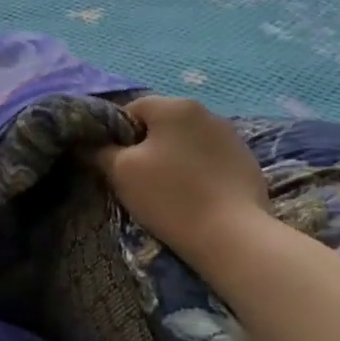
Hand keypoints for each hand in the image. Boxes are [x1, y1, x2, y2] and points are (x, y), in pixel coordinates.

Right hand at [93, 96, 269, 260]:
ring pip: (187, 141)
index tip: (113, 162)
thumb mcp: (121, 172)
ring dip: (174, 158)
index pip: (132, 108)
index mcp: (174, 106)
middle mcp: (206, 111)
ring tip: (169, 190)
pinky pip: (210, 159)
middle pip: (162, 124)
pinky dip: (198, 172)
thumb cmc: (169, 197)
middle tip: (138, 179)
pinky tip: (196, 197)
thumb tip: (92, 144)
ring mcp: (232, 136)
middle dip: (147, 146)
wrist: (230, 234)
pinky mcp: (247, 161)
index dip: (116, 134)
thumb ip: (102, 151)